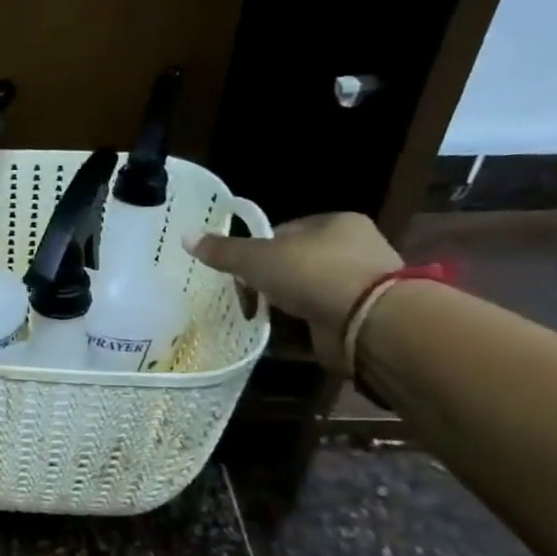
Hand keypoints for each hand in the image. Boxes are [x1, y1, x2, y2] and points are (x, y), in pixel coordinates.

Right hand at [187, 212, 401, 370]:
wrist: (370, 323)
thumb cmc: (315, 275)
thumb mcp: (258, 259)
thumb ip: (223, 250)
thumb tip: (185, 236)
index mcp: (336, 222)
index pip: (285, 231)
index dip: (257, 249)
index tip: (239, 271)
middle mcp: (355, 247)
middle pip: (296, 261)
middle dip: (270, 279)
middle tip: (246, 296)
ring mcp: (363, 283)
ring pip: (309, 290)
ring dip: (287, 303)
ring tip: (261, 316)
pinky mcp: (363, 316)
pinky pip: (321, 316)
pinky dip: (302, 324)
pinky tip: (284, 332)